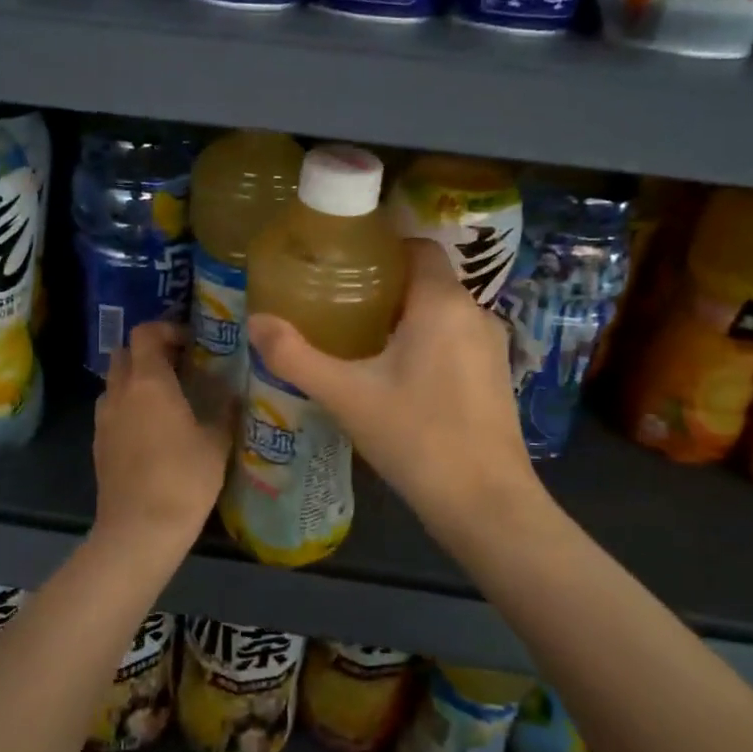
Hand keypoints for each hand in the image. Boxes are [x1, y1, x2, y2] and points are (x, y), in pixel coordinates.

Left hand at [93, 321, 236, 559]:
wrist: (139, 531)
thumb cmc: (183, 479)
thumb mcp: (216, 443)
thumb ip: (225, 410)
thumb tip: (233, 391)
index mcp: (148, 382)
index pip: (145, 332)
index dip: (167, 329)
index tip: (191, 341)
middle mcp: (119, 392)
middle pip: (125, 353)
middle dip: (150, 351)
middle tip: (180, 365)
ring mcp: (103, 418)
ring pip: (115, 382)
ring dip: (137, 379)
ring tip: (168, 397)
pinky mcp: (98, 444)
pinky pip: (112, 409)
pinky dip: (129, 406)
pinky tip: (153, 429)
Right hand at [247, 240, 543, 535]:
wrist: (486, 504)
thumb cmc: (416, 437)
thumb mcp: (346, 396)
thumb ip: (296, 356)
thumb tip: (255, 322)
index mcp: (442, 303)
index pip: (417, 247)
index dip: (382, 247)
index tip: (343, 263)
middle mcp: (475, 313)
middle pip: (426, 279)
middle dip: (384, 285)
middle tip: (339, 301)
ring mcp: (492, 347)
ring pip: (442, 312)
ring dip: (405, 316)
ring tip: (360, 335)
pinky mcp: (496, 376)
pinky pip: (455, 339)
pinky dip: (426, 341)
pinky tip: (396, 373)